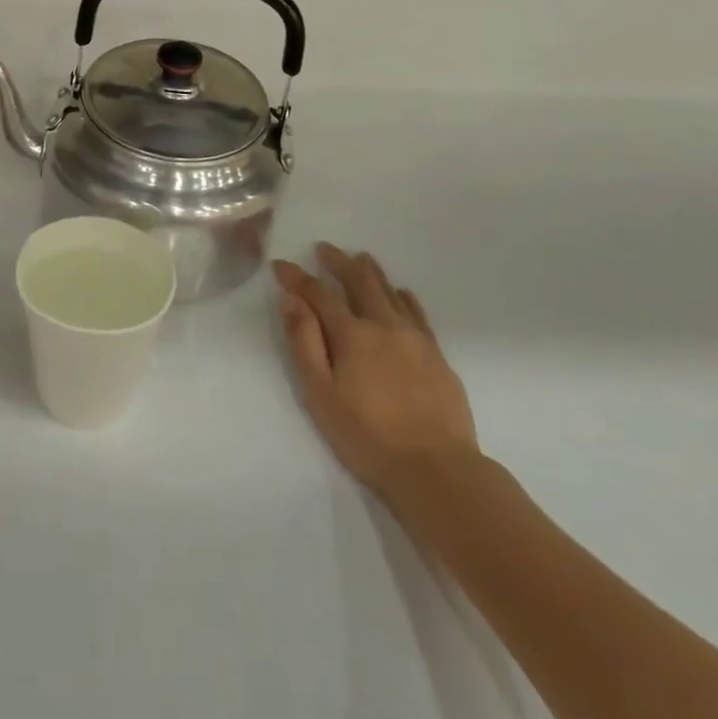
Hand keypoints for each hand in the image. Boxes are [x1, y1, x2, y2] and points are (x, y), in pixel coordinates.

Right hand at [273, 244, 478, 501]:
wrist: (436, 469)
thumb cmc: (366, 435)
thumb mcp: (320, 392)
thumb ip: (304, 342)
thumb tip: (291, 300)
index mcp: (352, 334)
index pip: (318, 294)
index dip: (297, 278)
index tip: (280, 265)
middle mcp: (384, 326)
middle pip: (359, 283)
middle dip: (339, 263)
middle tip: (325, 248)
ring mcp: (415, 339)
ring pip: (391, 293)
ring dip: (372, 273)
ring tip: (361, 258)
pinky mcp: (437, 356)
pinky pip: (418, 314)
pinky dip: (405, 298)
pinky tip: (402, 293)